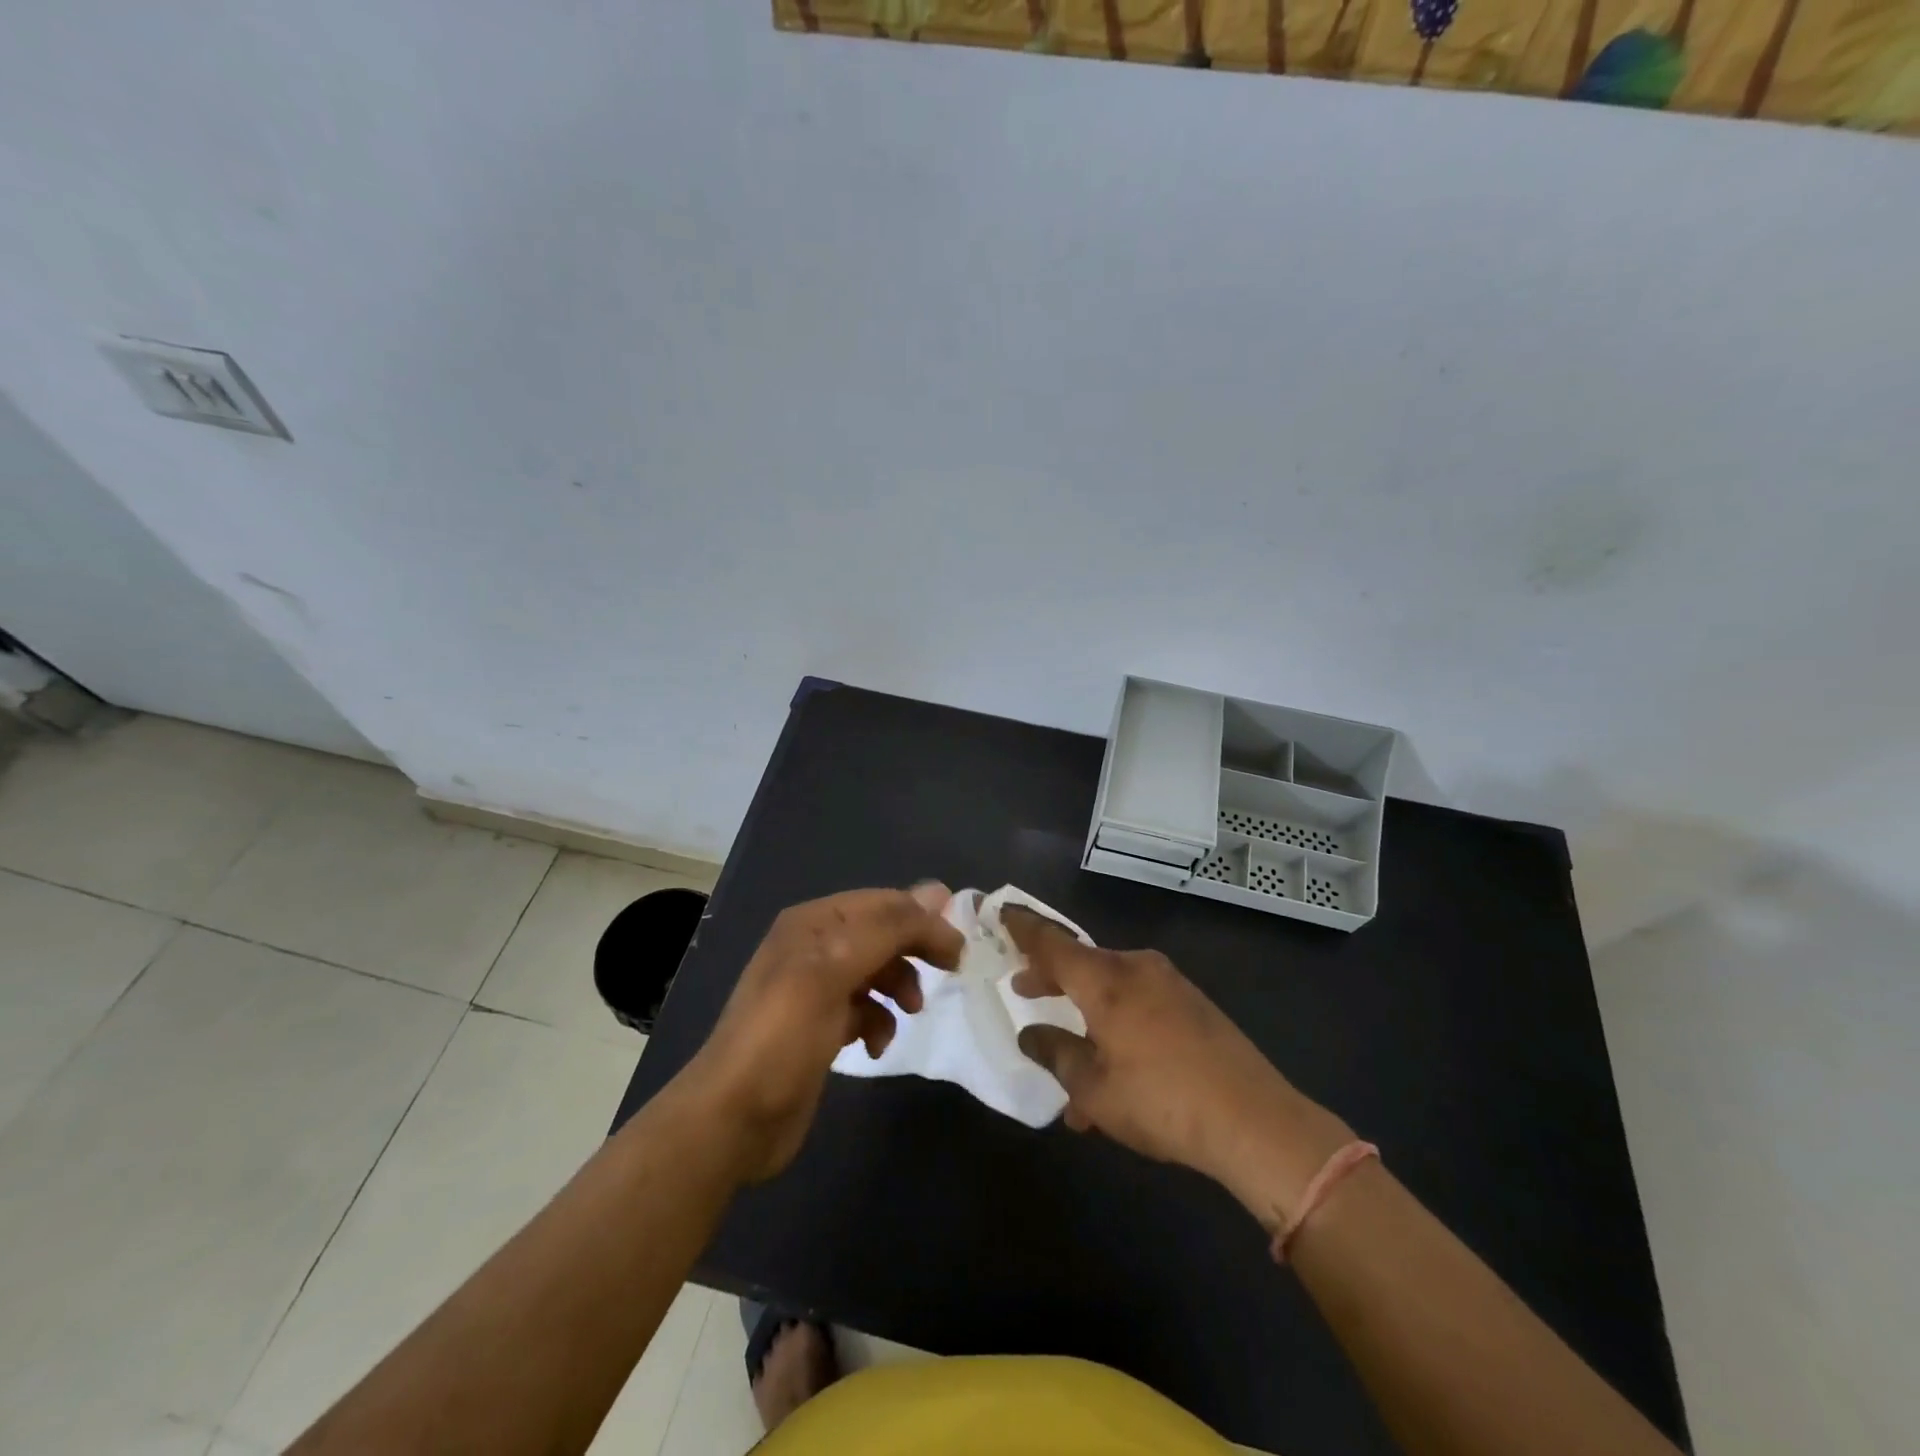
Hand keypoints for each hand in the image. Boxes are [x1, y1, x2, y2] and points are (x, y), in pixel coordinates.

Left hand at [681, 884, 962, 1182]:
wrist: (733, 1118)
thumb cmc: (784, 1035)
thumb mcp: (834, 971)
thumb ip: (887, 929)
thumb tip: (938, 892)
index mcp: (812, 922)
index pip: (882, 902)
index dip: (923, 918)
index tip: (960, 947)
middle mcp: (813, 946)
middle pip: (881, 933)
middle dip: (914, 950)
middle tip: (950, 969)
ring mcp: (815, 988)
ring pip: (876, 970)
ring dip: (899, 986)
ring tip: (912, 1012)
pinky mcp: (819, 1027)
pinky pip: (864, 1009)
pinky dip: (878, 1021)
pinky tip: (876, 1044)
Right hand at [1003, 908, 1352, 1227]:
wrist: (1254, 1119)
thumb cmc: (1161, 1100)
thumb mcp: (1093, 1089)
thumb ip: (1055, 1054)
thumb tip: (1030, 1033)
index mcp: (1105, 980)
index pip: (1051, 943)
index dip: (1022, 929)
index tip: (1001, 913)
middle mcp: (1135, 968)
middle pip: (1081, 963)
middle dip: (1050, 977)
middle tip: (1023, 989)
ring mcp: (1169, 983)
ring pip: (1111, 988)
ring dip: (1086, 1013)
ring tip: (1071, 1060)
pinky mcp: (1193, 1003)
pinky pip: (1139, 1003)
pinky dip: (1117, 1023)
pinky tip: (1116, 1072)